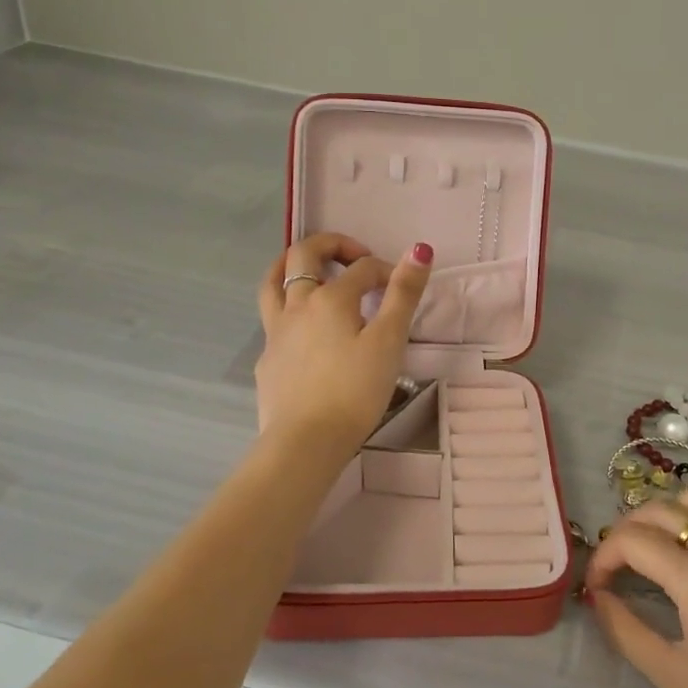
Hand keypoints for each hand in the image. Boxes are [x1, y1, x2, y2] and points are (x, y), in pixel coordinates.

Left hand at [254, 233, 433, 448]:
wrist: (306, 442)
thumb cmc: (355, 391)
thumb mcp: (389, 341)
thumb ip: (403, 294)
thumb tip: (420, 249)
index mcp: (329, 298)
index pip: (362, 268)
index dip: (387, 271)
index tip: (404, 288)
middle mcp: (296, 305)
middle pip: (303, 255)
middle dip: (331, 245)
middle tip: (355, 257)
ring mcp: (276, 332)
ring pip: (273, 282)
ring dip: (291, 264)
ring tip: (311, 269)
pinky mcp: (267, 359)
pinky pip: (273, 320)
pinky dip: (289, 309)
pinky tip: (303, 330)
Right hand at [586, 489, 687, 687]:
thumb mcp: (672, 676)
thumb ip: (625, 629)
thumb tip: (598, 596)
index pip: (633, 540)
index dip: (603, 557)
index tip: (596, 586)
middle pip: (659, 509)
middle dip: (626, 531)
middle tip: (617, 568)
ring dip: (665, 516)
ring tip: (655, 551)